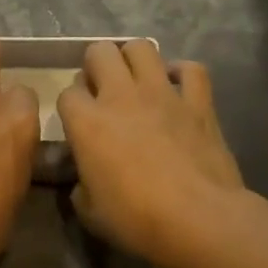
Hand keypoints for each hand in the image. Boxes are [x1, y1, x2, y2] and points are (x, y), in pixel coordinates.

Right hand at [56, 41, 248, 267]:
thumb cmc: (137, 220)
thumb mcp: (90, 211)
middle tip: (102, 90)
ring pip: (141, 47)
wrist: (200, 220)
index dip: (71, 105)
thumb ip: (81, 186)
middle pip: (99, 52)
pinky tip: (177, 87)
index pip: (67, 93)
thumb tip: (85, 180)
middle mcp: (120, 96)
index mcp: (87, 122)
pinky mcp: (198, 101)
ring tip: (136, 80)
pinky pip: (191, 69)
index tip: (78, 122)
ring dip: (134, 59)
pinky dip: (182, 73)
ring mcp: (162, 94)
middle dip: (96, 65)